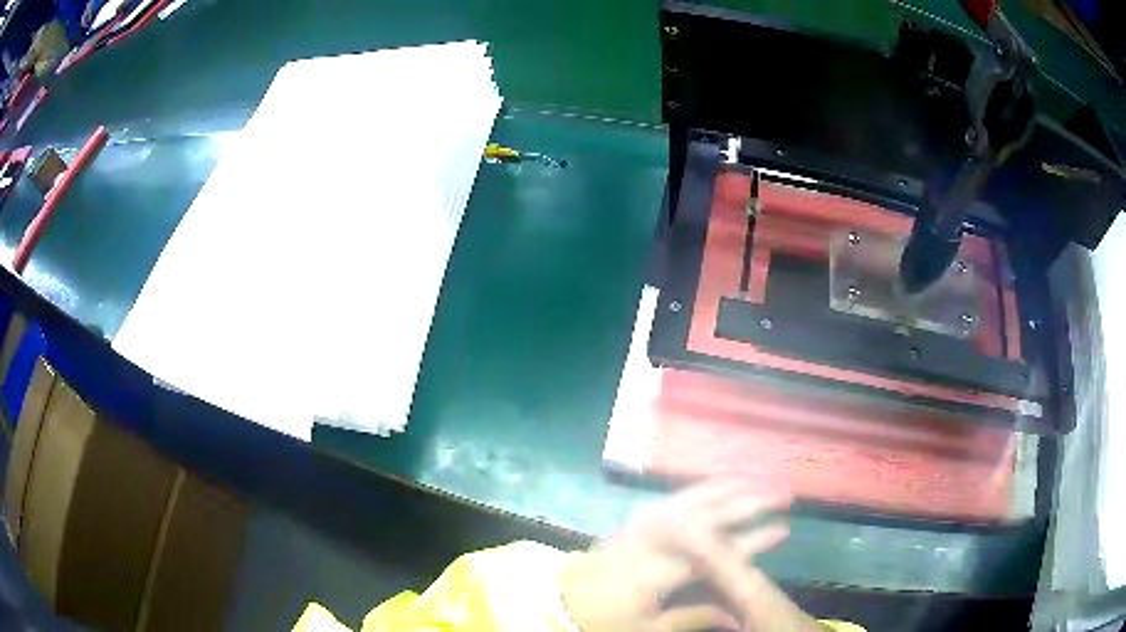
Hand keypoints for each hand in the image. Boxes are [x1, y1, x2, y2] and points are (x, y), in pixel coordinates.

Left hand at [560, 479, 794, 630]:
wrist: (563, 600)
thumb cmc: (606, 619)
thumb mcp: (649, 629)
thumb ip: (696, 616)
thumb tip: (739, 612)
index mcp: (659, 570)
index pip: (715, 552)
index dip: (752, 540)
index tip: (783, 529)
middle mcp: (654, 539)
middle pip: (707, 515)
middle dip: (747, 503)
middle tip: (780, 494)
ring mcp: (643, 524)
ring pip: (692, 498)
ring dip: (728, 487)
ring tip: (758, 478)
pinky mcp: (637, 519)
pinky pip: (674, 496)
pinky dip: (701, 486)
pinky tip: (719, 482)